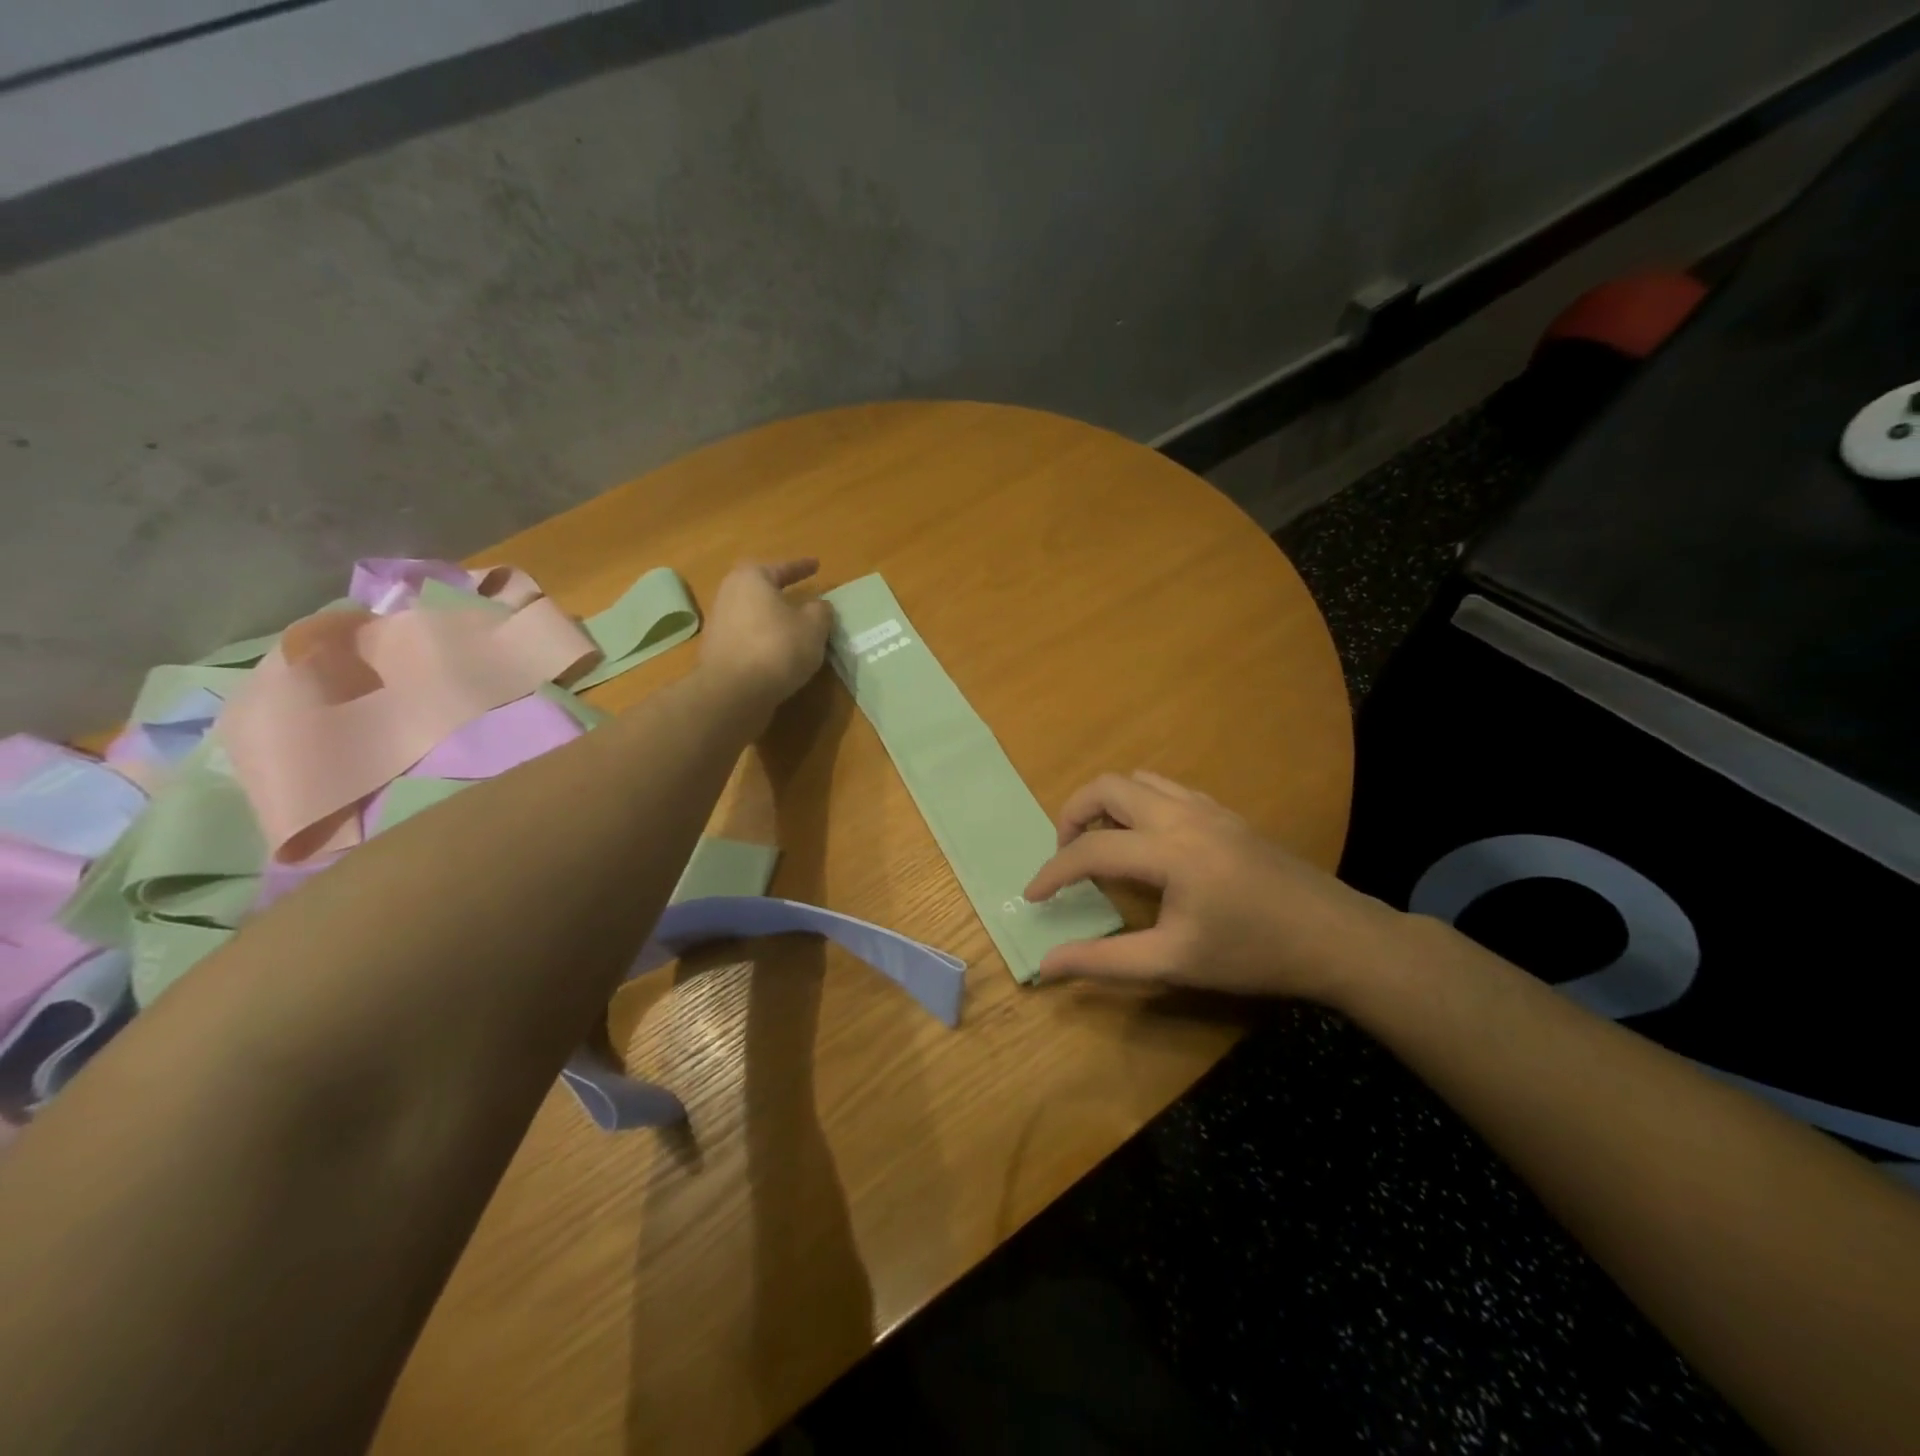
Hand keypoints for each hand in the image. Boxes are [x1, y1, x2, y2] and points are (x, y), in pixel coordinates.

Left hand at [698, 559, 833, 718]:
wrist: (734, 692)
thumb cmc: (778, 647)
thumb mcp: (814, 626)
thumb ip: (820, 611)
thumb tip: (817, 607)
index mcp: (751, 579)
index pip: (781, 568)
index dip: (801, 567)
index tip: (816, 565)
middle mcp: (728, 595)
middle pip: (760, 590)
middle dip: (780, 593)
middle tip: (800, 596)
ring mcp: (719, 625)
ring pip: (752, 616)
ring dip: (771, 620)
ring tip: (794, 629)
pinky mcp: (717, 653)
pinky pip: (747, 640)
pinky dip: (763, 642)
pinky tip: (779, 654)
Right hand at [1024, 770, 1408, 1003]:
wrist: (1334, 937)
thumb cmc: (1253, 954)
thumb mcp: (1174, 963)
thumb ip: (1105, 961)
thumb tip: (1047, 965)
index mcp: (1169, 852)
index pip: (1091, 850)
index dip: (1053, 872)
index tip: (1033, 896)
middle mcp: (1182, 815)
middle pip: (1107, 787)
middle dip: (1072, 814)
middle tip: (1065, 855)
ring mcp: (1207, 807)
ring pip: (1137, 780)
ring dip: (1106, 804)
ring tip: (1100, 844)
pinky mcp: (1224, 812)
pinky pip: (1166, 789)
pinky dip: (1138, 803)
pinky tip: (1146, 841)